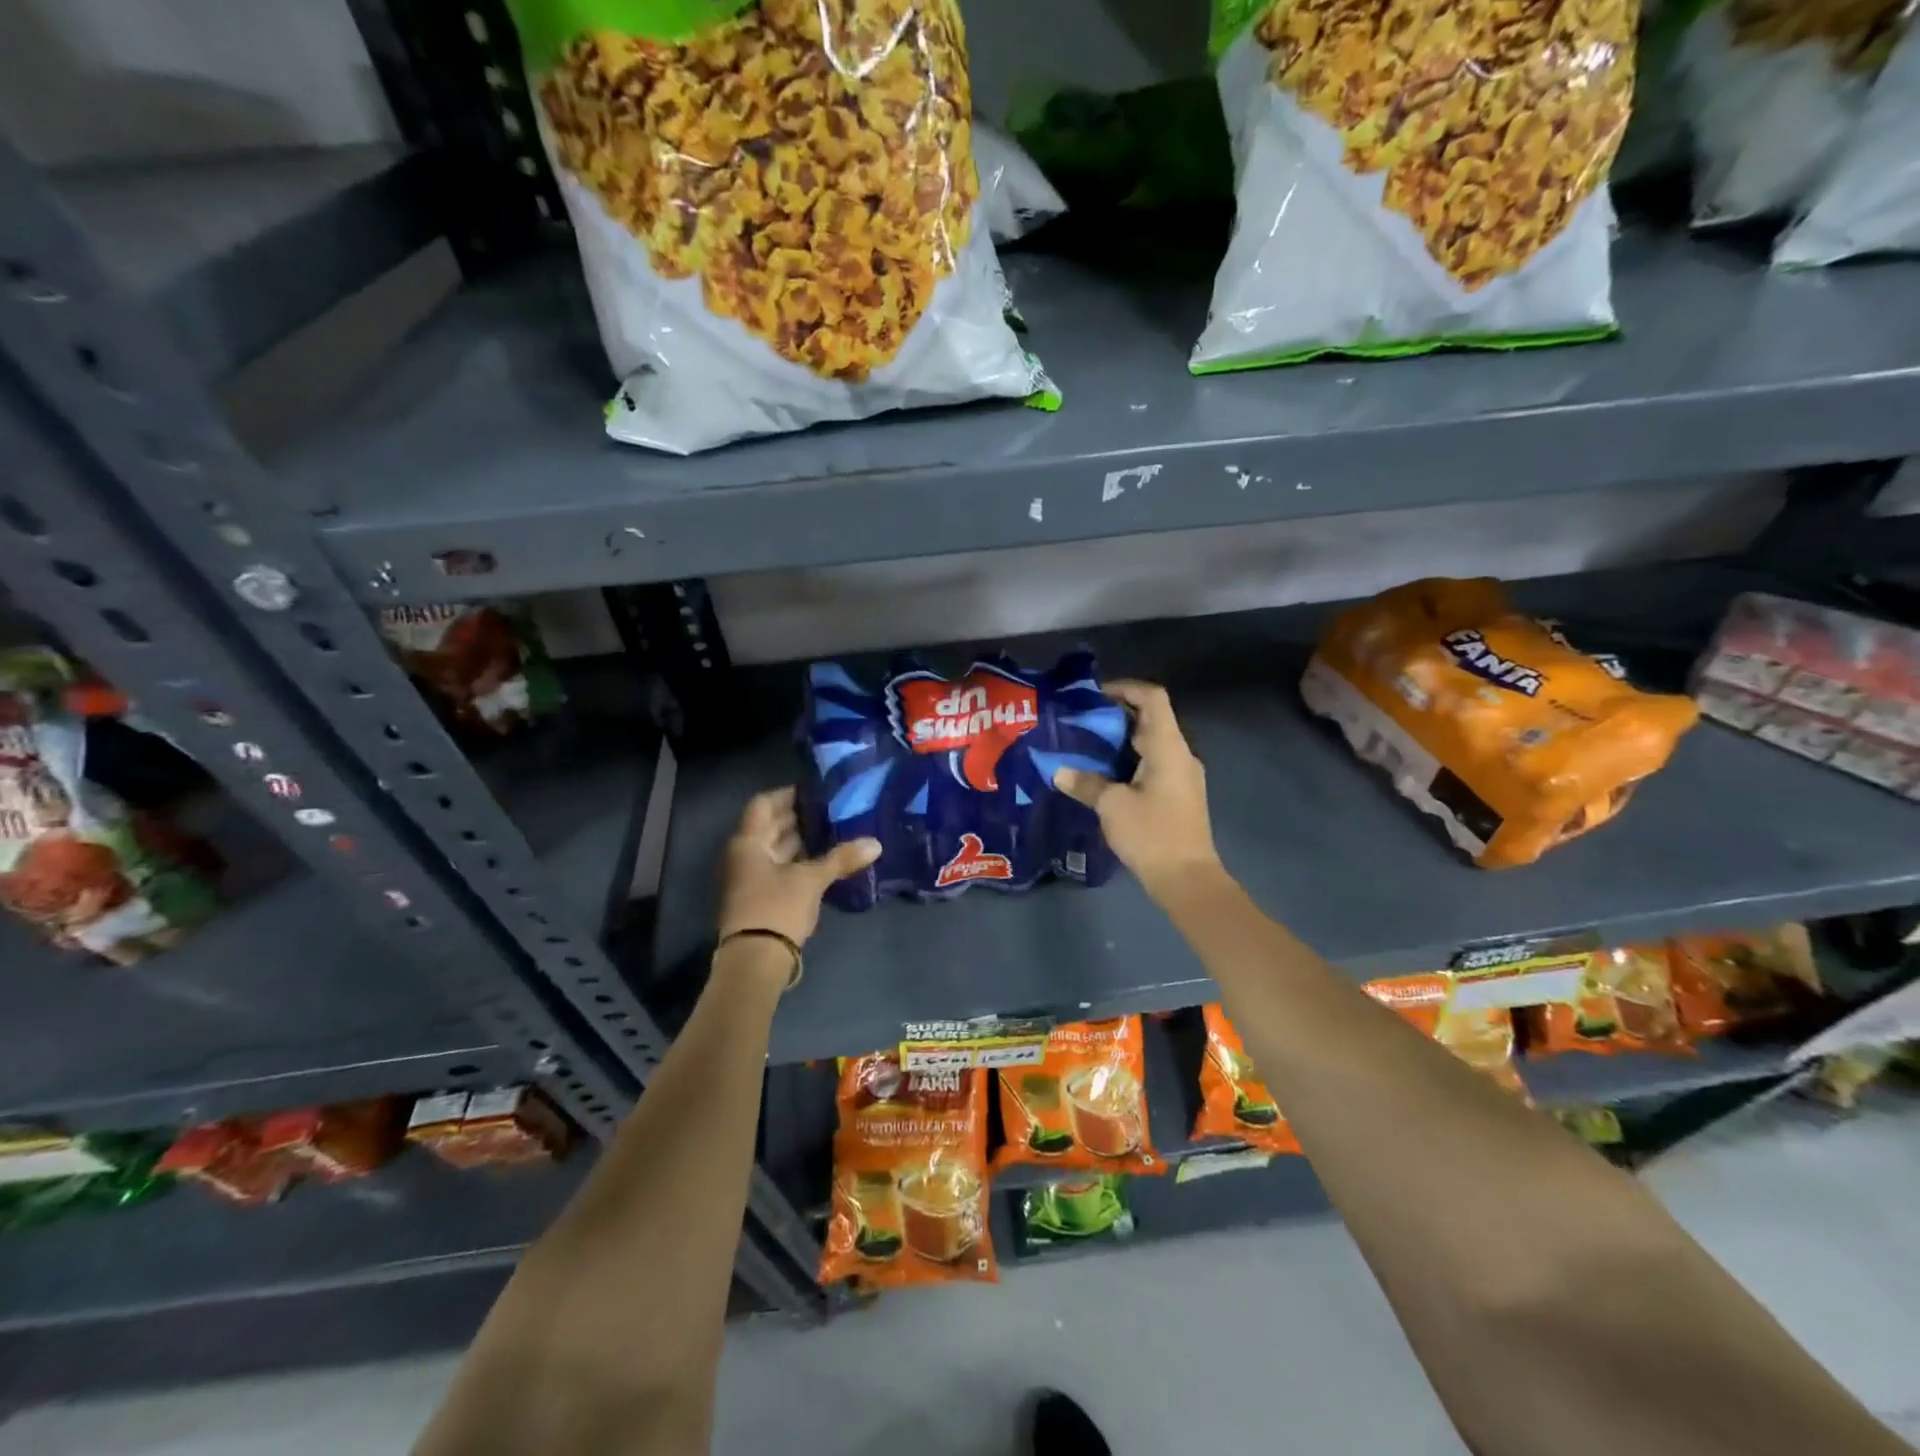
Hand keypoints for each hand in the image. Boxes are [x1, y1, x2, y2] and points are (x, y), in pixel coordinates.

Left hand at [717, 787, 879, 948]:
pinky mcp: (757, 897)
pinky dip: (796, 861)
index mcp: (748, 842)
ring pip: (773, 849)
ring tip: (832, 832)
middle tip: (830, 809)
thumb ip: (841, 858)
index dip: (788, 794)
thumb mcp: (812, 880)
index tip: (815, 791)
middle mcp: (742, 854)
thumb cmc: (777, 908)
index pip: (764, 804)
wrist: (754, 961)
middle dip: (798, 817)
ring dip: (798, 840)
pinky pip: (776, 868)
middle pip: (769, 826)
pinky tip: (822, 861)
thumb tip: (876, 843)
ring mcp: (748, 877)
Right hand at [1052, 680, 1221, 901]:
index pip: (1153, 698)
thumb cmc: (1151, 834)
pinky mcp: (1178, 795)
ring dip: (1122, 739)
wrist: (1186, 879)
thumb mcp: (1112, 806)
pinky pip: (1153, 764)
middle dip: (1117, 714)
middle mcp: (1180, 754)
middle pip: (1152, 718)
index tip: (1095, 695)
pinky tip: (1104, 774)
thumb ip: (1086, 784)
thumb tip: (1059, 771)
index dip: (1126, 687)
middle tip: (1082, 721)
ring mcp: (1182, 775)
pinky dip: (1129, 760)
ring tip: (1088, 745)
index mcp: (1168, 747)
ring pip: (1152, 743)